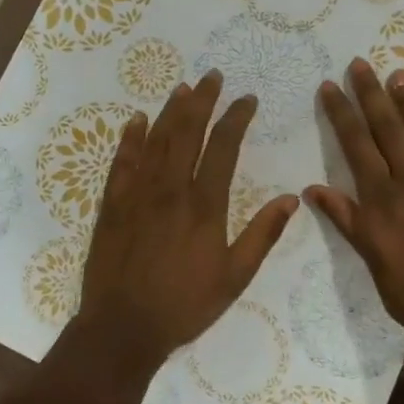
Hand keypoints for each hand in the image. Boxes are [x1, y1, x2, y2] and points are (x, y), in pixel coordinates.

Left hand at [77, 70, 297, 371]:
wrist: (123, 326)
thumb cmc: (185, 304)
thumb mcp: (235, 277)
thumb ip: (262, 235)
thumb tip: (291, 199)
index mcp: (204, 205)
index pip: (224, 147)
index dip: (236, 118)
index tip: (247, 99)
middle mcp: (170, 189)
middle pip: (188, 132)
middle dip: (202, 101)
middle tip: (212, 76)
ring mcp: (138, 193)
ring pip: (156, 140)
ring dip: (170, 111)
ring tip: (183, 89)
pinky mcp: (112, 204)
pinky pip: (122, 161)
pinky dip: (131, 138)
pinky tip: (137, 120)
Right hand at [307, 59, 403, 340]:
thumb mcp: (369, 257)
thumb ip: (346, 218)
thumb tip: (312, 189)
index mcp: (381, 198)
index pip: (357, 145)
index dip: (343, 113)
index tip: (331, 86)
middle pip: (389, 129)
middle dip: (372, 95)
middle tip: (361, 64)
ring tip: (400, 75)